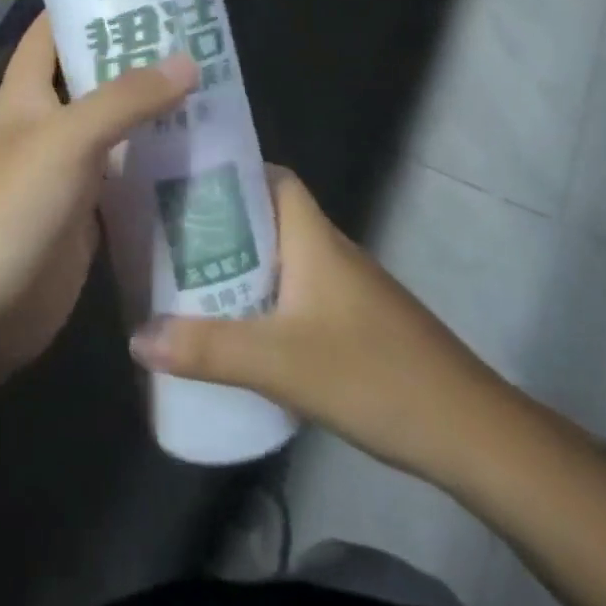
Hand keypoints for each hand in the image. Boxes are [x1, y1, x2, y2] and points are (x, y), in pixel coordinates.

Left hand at [0, 15, 196, 432]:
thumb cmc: (7, 212)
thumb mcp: (65, 142)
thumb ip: (124, 100)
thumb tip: (188, 61)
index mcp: (27, 96)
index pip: (50, 33)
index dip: (86, 5)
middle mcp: (46, 128)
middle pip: (95, 81)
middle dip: (140, 61)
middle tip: (202, 41)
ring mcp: (68, 176)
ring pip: (118, 133)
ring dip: (157, 117)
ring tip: (219, 94)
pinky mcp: (87, 220)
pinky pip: (128, 184)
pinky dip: (159, 172)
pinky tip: (204, 162)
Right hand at [127, 166, 523, 491]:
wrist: (470, 433)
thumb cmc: (374, 375)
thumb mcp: (279, 363)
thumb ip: (206, 349)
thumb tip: (135, 336)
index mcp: (314, 238)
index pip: (274, 177)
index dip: (232, 172)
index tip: (184, 182)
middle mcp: (329, 252)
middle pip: (268, 218)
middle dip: (220, 223)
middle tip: (168, 236)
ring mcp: (345, 290)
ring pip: (281, 259)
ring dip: (238, 265)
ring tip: (186, 279)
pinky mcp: (353, 324)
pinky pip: (294, 294)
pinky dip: (261, 300)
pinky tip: (235, 330)